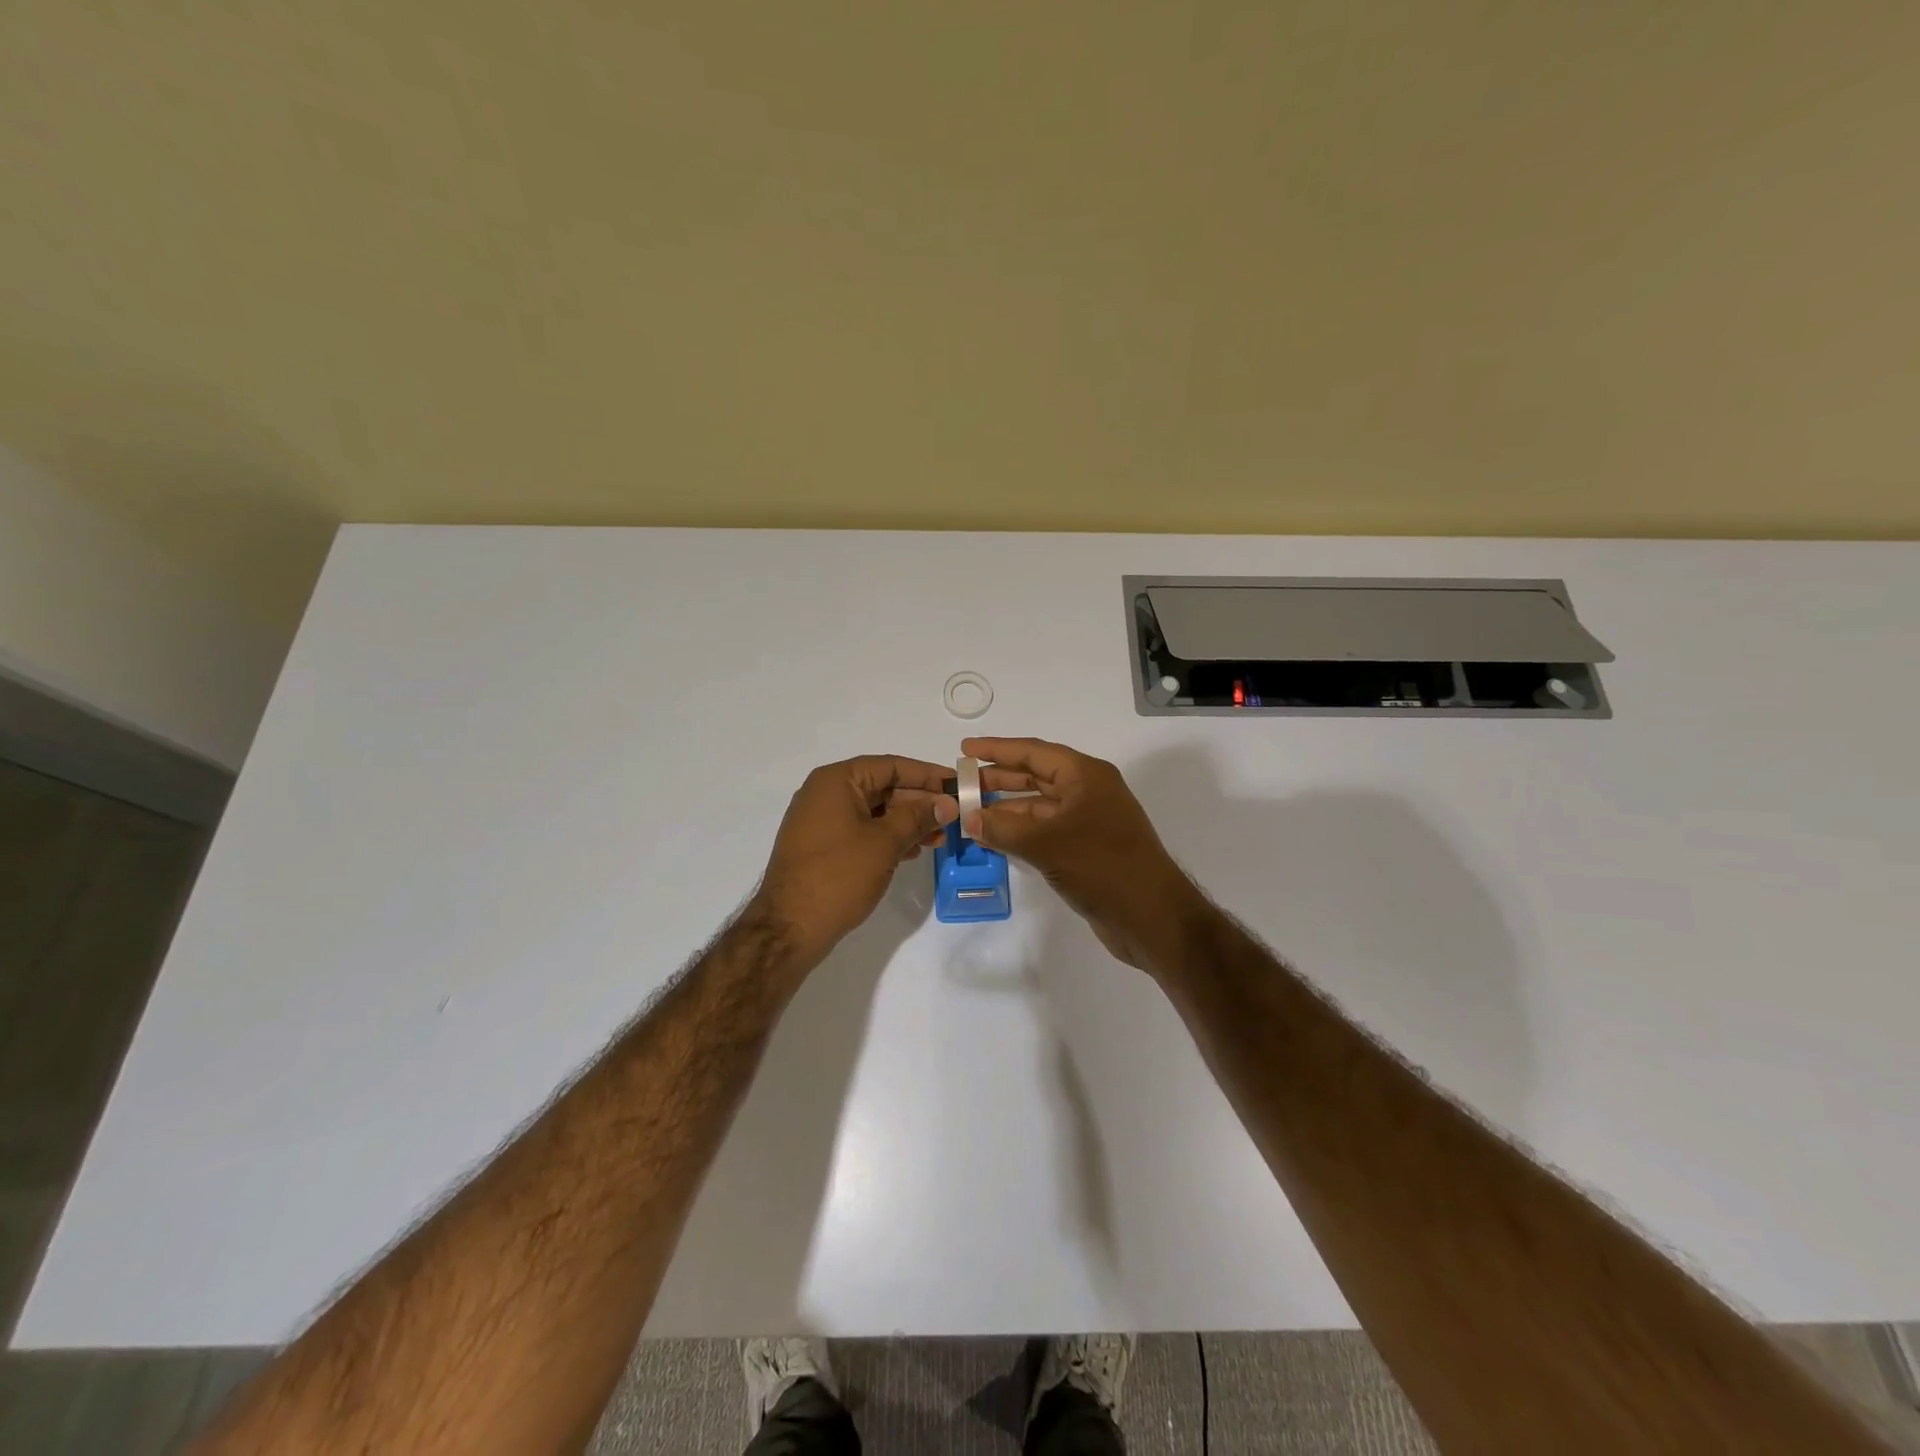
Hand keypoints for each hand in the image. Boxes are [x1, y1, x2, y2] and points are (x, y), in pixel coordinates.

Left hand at [751, 755, 956, 964]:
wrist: (789, 927)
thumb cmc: (839, 875)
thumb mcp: (885, 842)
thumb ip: (918, 817)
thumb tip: (947, 803)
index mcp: (836, 781)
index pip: (891, 766)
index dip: (927, 775)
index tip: (958, 785)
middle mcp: (825, 793)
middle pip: (882, 787)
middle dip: (919, 802)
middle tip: (953, 817)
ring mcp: (820, 821)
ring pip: (874, 811)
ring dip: (907, 822)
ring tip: (938, 839)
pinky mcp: (821, 846)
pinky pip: (861, 830)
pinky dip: (887, 837)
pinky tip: (911, 851)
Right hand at [962, 737, 1200, 971]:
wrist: (1151, 916)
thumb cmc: (1102, 867)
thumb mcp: (1047, 844)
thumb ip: (1004, 829)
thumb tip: (970, 819)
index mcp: (1086, 776)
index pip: (1034, 752)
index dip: (998, 749)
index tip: (965, 750)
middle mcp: (1089, 792)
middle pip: (1037, 776)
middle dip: (999, 778)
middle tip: (962, 784)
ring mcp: (1089, 822)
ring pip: (1039, 806)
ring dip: (1007, 809)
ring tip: (971, 813)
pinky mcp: (1087, 849)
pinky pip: (1046, 831)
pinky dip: (1021, 832)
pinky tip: (995, 839)